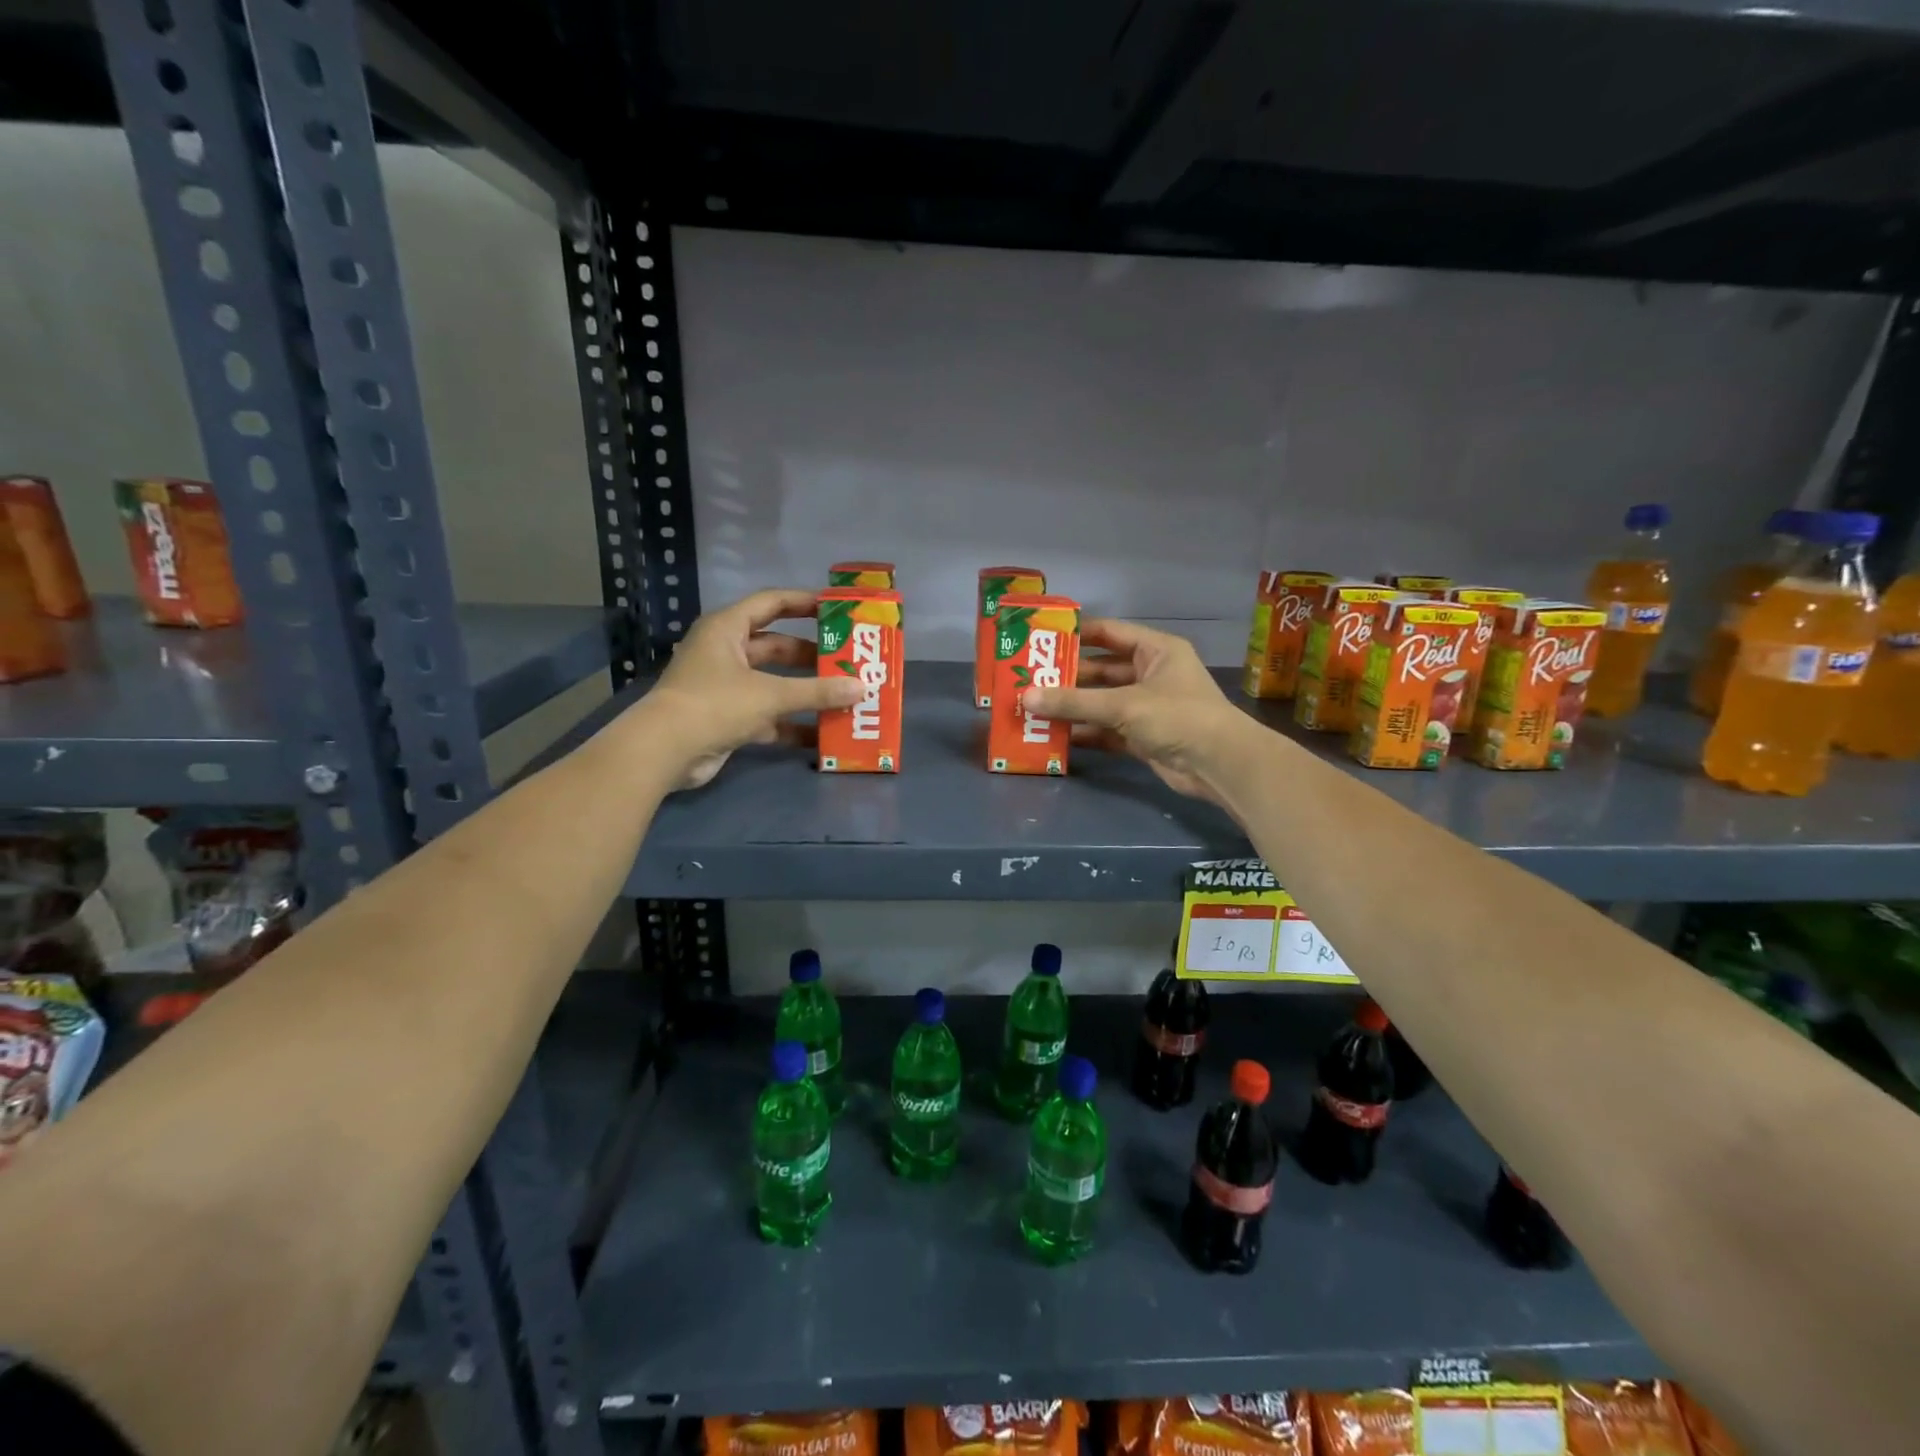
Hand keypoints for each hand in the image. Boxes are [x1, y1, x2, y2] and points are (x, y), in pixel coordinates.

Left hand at [641, 588, 862, 789]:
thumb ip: (817, 691)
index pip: (771, 602)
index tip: (837, 608)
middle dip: (811, 655)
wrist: (665, 751)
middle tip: (848, 659)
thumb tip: (861, 688)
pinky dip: (792, 723)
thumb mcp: (770, 694)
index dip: (804, 602)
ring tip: (844, 695)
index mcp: (727, 629)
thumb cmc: (715, 705)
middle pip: (777, 646)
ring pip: (774, 683)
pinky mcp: (728, 718)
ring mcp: (726, 687)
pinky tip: (823, 734)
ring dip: (805, 691)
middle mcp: (726, 652)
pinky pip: (768, 715)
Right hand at [1020, 618, 1251, 803]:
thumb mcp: (1123, 704)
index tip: (1040, 639)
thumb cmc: (1177, 717)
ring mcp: (1147, 707)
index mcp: (1155, 650)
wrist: (1219, 765)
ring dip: (1073, 707)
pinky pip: (1107, 730)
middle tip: (1029, 679)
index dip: (1075, 634)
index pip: (1109, 633)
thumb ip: (1074, 702)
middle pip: (1102, 670)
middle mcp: (1151, 674)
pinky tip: (1055, 736)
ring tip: (1033, 708)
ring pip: (1102, 702)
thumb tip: (1026, 697)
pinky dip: (1085, 733)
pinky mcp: (1143, 737)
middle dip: (1068, 677)